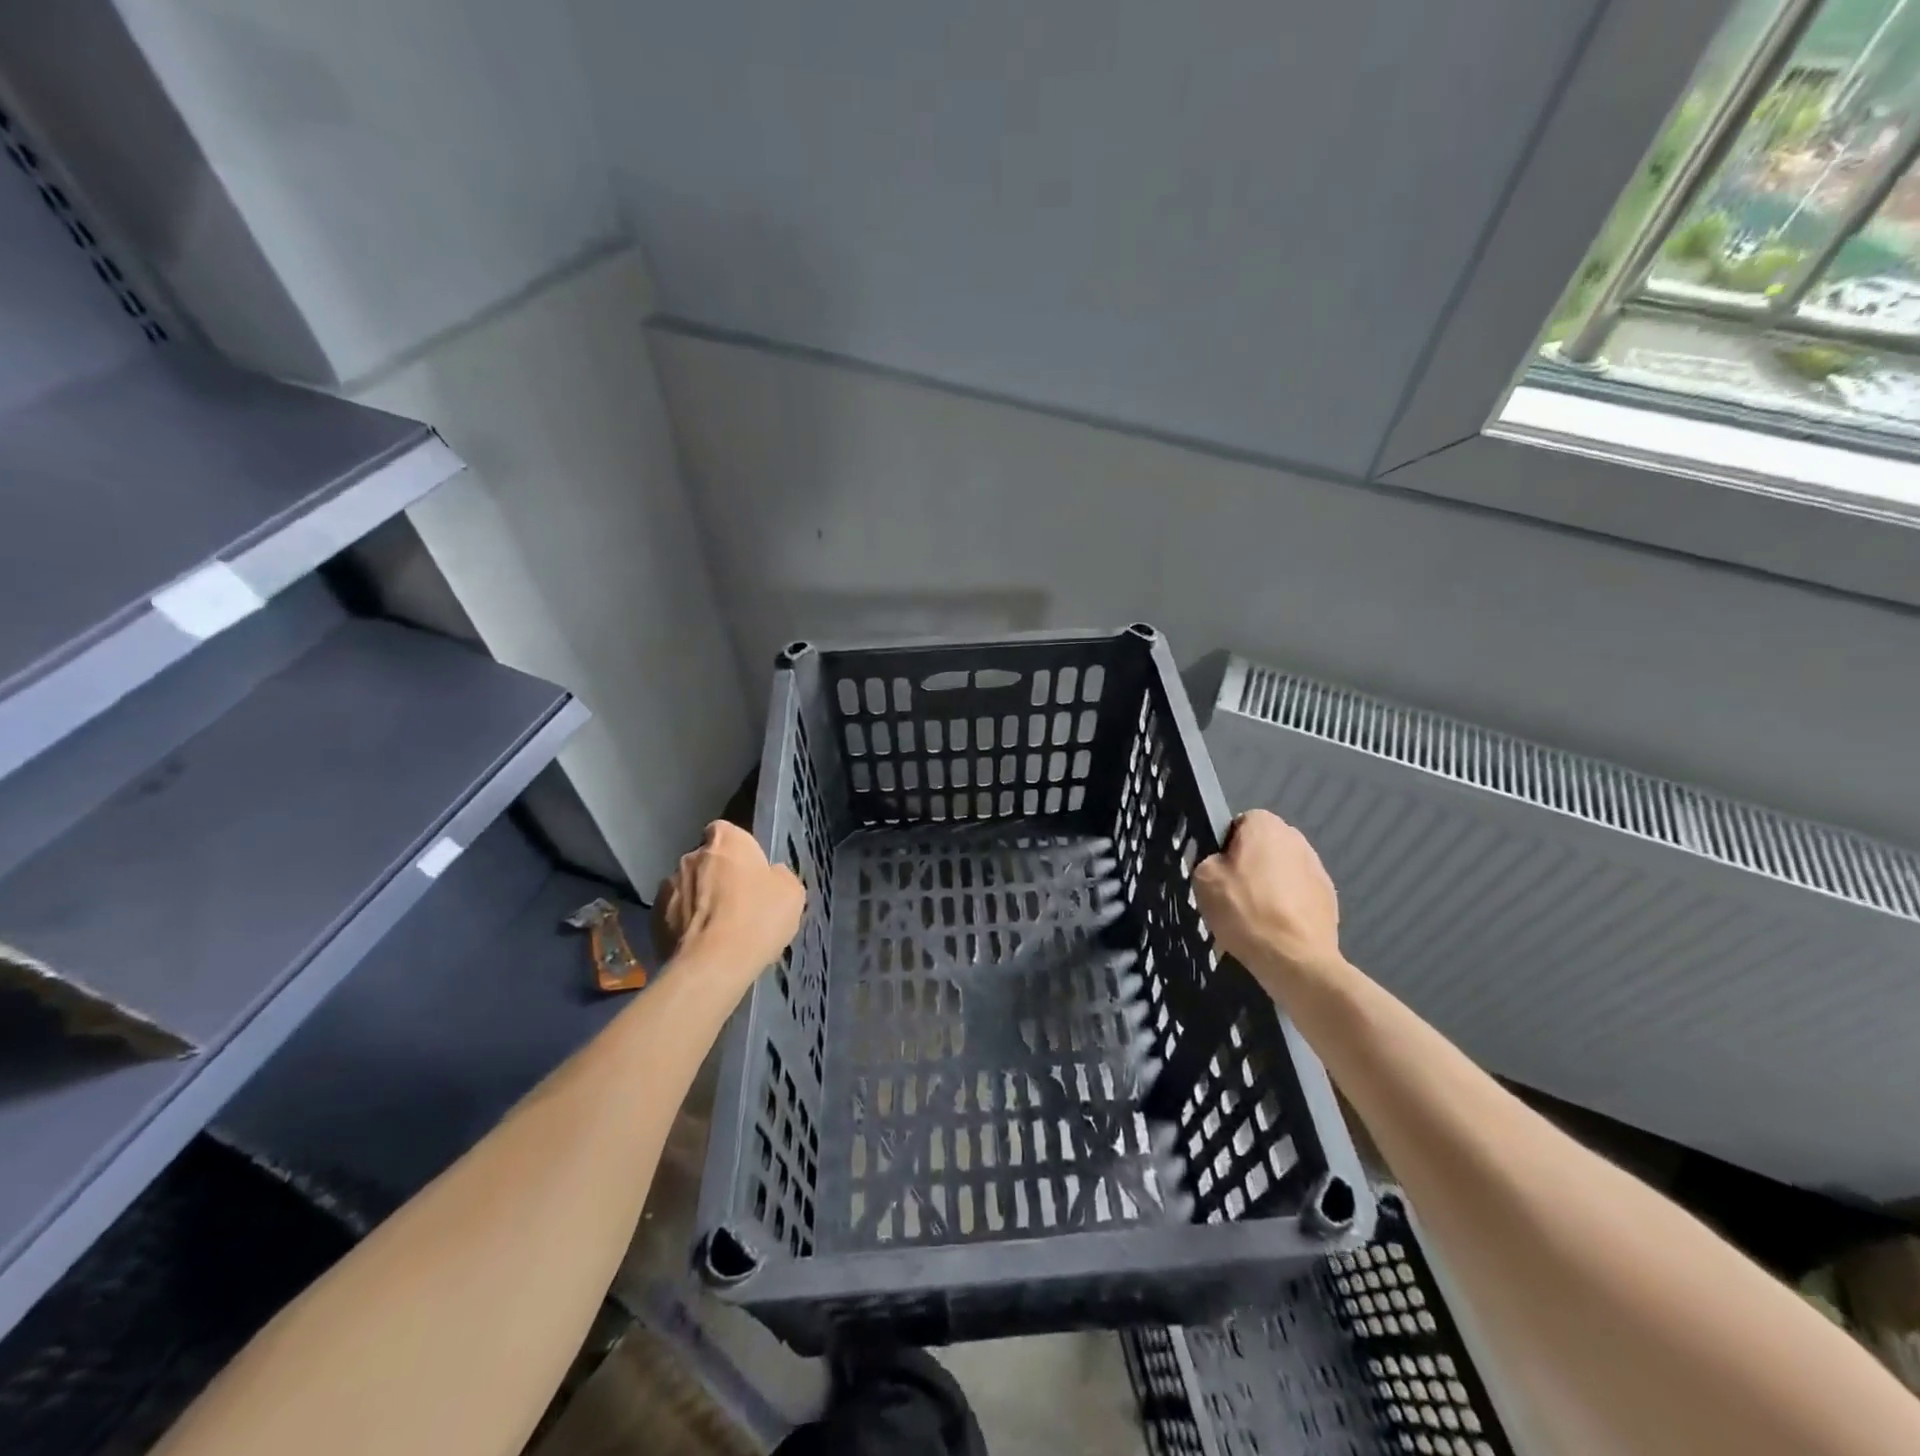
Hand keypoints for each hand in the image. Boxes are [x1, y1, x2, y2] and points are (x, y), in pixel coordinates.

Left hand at [655, 822, 804, 980]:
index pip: (725, 831)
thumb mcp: (791, 893)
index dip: (736, 850)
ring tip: (713, 929)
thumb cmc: (758, 918)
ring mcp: (667, 886)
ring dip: (697, 900)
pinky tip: (697, 944)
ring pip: (686, 887)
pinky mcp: (652, 918)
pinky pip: (671, 914)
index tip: (747, 870)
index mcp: (727, 841)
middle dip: (715, 876)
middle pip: (704, 860)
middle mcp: (691, 856)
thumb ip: (778, 876)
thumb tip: (770, 875)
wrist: (713, 965)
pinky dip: (681, 924)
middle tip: (734, 903)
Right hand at [1193, 810, 1344, 999]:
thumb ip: (1208, 859)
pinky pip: (1299, 894)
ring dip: (1270, 885)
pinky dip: (1287, 905)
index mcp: (1265, 825)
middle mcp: (1296, 838)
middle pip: (1263, 847)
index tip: (1218, 872)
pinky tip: (1275, 928)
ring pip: (1282, 870)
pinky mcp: (1329, 897)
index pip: (1238, 823)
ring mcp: (1317, 868)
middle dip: (1250, 864)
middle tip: (1232, 894)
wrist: (1295, 958)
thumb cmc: (1244, 910)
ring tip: (1255, 916)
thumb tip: (1221, 863)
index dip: (1225, 846)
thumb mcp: (1204, 879)